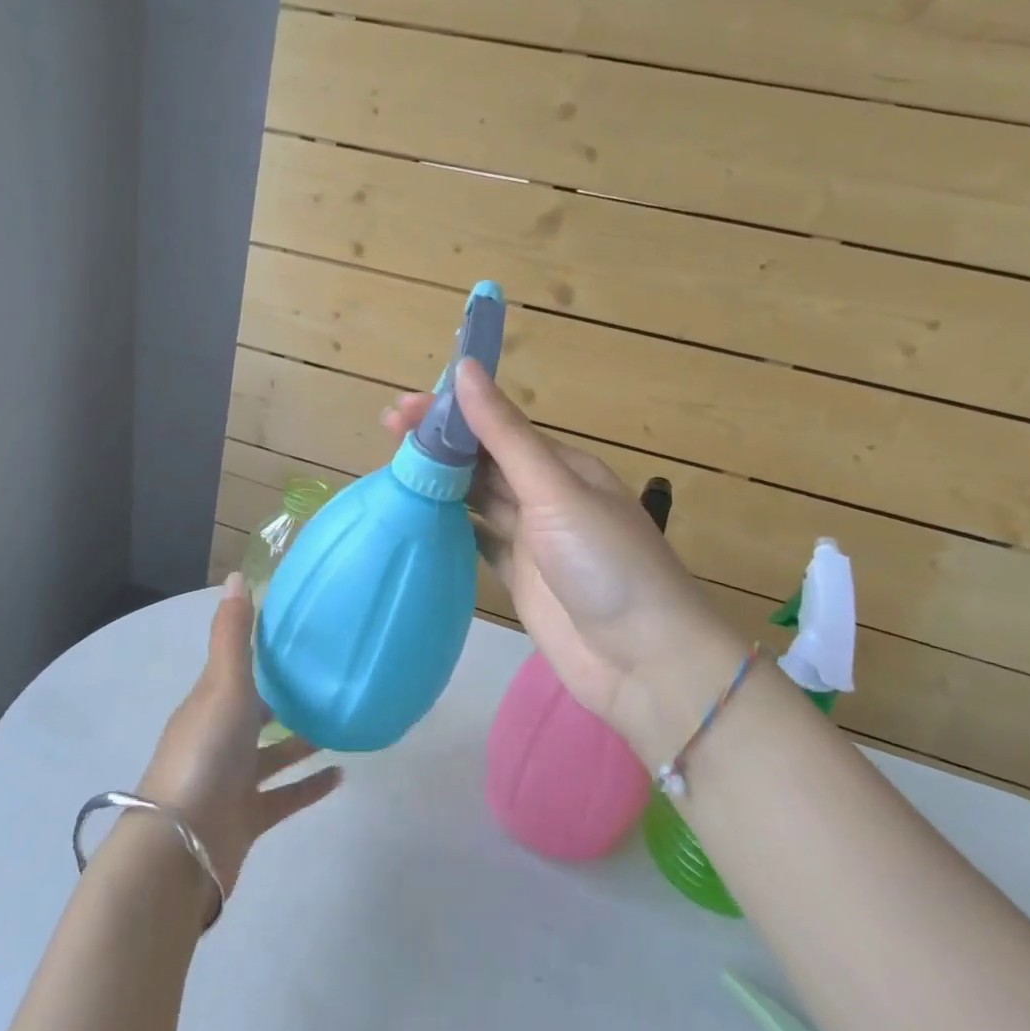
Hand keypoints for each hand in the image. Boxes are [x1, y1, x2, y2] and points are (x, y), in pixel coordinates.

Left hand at [135, 573, 342, 899]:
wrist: (182, 846)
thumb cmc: (205, 753)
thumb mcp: (222, 685)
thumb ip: (233, 635)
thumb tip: (235, 575)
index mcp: (211, 702)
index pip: (237, 668)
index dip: (263, 652)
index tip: (299, 636)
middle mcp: (220, 737)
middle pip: (256, 711)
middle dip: (286, 696)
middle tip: (330, 679)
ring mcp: (233, 779)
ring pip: (274, 754)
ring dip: (302, 740)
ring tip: (341, 723)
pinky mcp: (248, 817)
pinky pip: (285, 797)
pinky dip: (309, 786)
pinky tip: (340, 775)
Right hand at [383, 361, 746, 754]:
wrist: (643, 662)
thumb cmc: (605, 563)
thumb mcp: (554, 490)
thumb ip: (505, 435)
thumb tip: (465, 369)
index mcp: (561, 466)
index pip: (496, 427)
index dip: (451, 413)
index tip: (402, 408)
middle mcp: (545, 496)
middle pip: (483, 460)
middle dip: (440, 442)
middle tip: (387, 430)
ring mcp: (532, 540)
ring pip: (478, 498)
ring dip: (441, 481)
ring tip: (393, 467)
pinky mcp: (519, 578)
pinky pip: (479, 541)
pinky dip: (452, 527)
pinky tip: (420, 518)